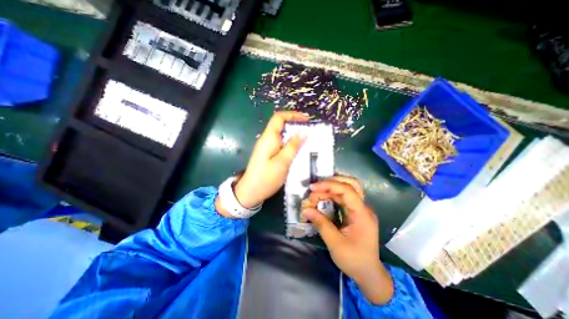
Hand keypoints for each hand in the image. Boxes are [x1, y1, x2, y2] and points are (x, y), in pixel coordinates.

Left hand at [228, 111, 308, 210]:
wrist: (250, 192)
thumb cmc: (266, 178)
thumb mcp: (282, 162)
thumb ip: (293, 146)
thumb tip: (303, 132)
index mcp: (269, 138)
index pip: (279, 117)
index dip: (293, 115)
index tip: (307, 120)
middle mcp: (267, 139)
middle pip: (281, 125)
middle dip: (296, 125)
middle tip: (310, 132)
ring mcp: (266, 147)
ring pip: (281, 135)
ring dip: (294, 135)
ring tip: (307, 141)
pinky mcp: (268, 154)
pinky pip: (280, 144)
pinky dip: (290, 144)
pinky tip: (297, 151)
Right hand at [305, 177, 393, 303]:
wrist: (369, 274)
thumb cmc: (354, 260)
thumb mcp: (335, 244)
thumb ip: (321, 224)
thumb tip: (306, 210)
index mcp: (362, 214)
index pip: (347, 190)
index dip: (329, 185)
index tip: (313, 188)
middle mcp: (362, 208)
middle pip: (345, 187)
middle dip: (327, 187)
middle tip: (312, 193)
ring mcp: (359, 210)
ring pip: (342, 192)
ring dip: (327, 192)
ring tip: (314, 198)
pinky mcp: (354, 213)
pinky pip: (341, 200)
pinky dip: (330, 198)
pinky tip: (321, 201)